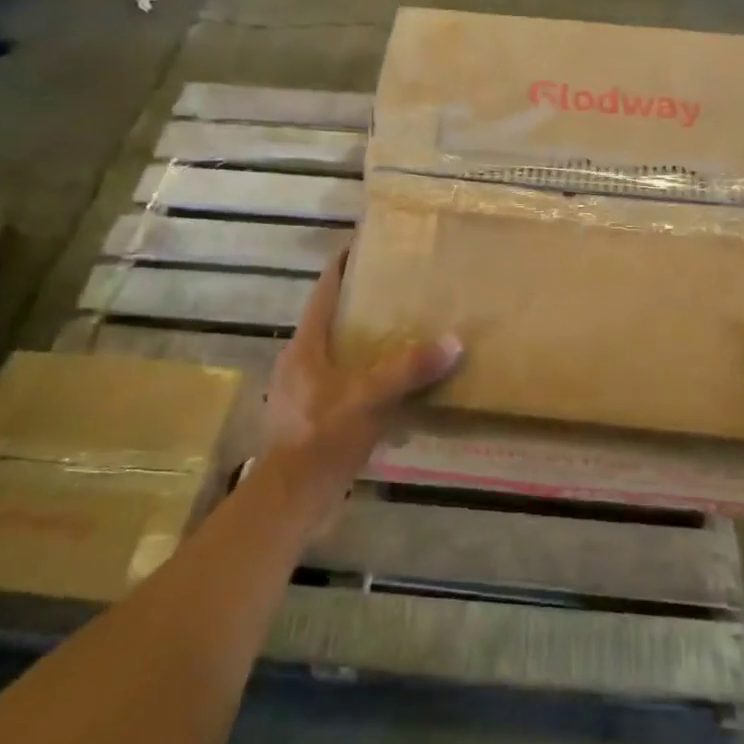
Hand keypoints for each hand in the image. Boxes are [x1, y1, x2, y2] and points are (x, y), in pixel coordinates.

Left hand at [260, 248, 461, 522]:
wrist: (290, 499)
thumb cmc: (322, 437)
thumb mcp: (369, 398)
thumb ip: (408, 369)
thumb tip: (453, 341)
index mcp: (306, 346)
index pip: (324, 292)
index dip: (343, 266)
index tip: (366, 245)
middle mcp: (300, 363)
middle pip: (332, 321)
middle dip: (362, 305)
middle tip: (400, 291)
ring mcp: (303, 393)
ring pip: (339, 355)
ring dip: (366, 344)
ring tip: (403, 335)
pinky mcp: (312, 420)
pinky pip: (344, 385)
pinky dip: (367, 379)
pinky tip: (393, 388)